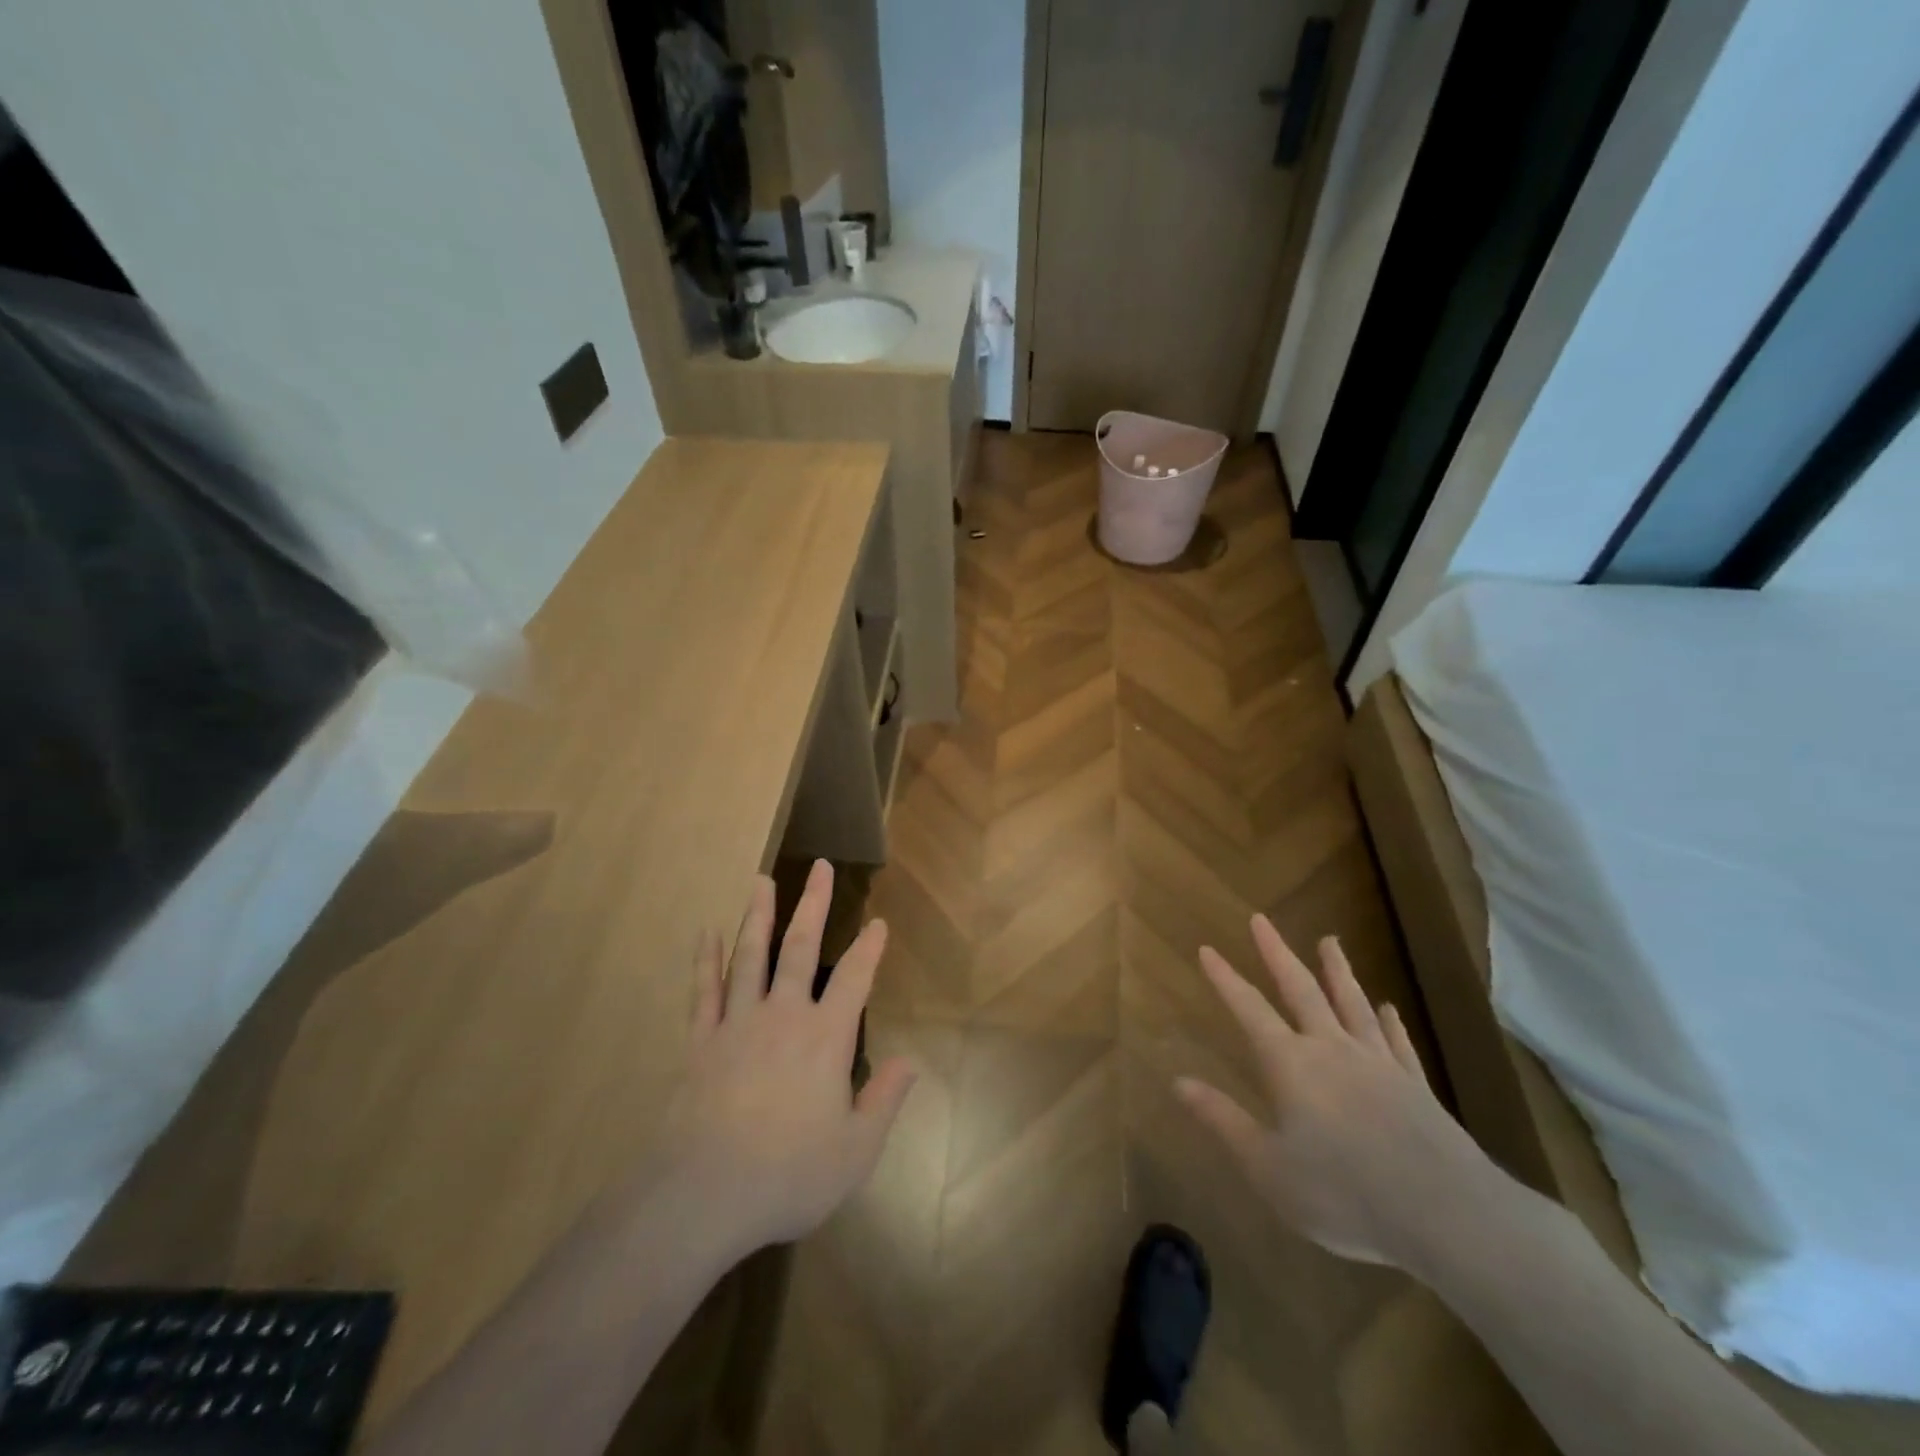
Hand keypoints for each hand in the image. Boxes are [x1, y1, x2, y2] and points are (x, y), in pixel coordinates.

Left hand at [650, 861, 916, 1259]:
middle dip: (814, 905)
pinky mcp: (701, 1042)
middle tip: (821, 867)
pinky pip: (703, 991)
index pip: (854, 978)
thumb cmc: (789, 1174)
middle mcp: (783, 1017)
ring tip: (762, 881)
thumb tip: (909, 1062)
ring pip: (749, 957)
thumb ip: (884, 1100)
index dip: (869, 948)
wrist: (704, 1195)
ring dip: (758, 916)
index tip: (878, 921)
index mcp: (825, 1038)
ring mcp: (737, 1024)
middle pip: (799, 949)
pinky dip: (705, 960)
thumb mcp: (855, 1150)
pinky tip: (705, 933)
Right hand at [1177, 915, 1496, 1268]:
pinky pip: (1396, 1042)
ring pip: (1352, 1003)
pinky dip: (1388, 1021)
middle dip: (1277, 953)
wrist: (1447, 1216)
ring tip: (1329, 940)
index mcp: (1291, 1065)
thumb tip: (1177, 1081)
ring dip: (1337, 971)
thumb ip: (1223, 1120)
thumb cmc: (1344, 1194)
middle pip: (1301, 989)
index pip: (1249, 1009)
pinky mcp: (1416, 1086)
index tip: (1207, 949)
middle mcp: (1332, 1049)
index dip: (1225, 979)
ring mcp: (1378, 1063)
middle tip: (1261, 919)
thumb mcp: (1268, 1168)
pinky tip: (1387, 1007)